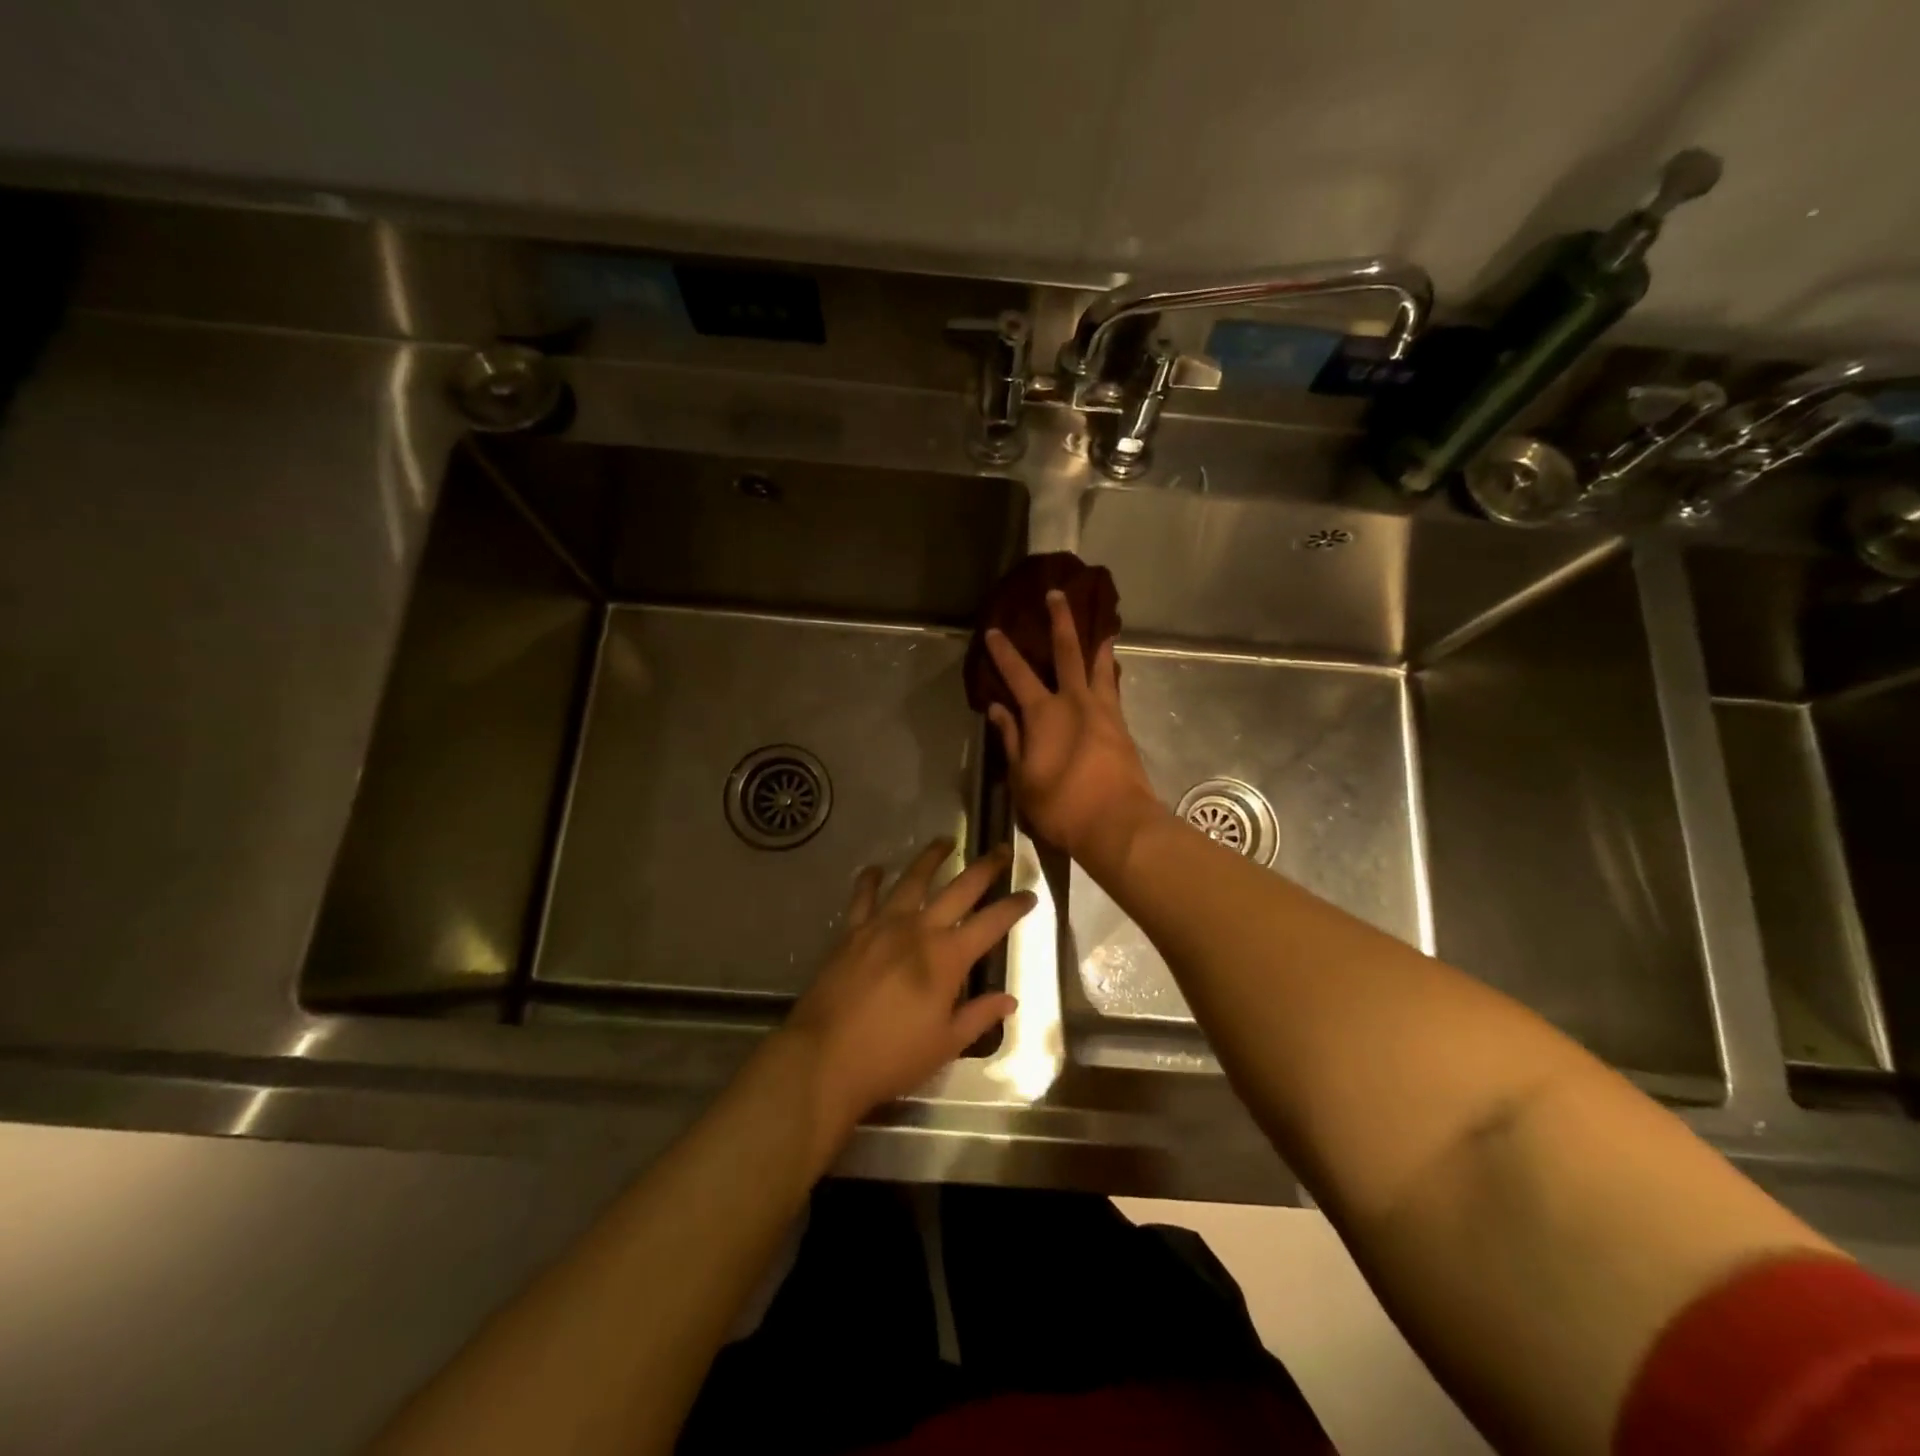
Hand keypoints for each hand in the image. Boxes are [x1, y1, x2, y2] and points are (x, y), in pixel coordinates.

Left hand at [783, 839, 1032, 1139]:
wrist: (824, 1056)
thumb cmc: (891, 1056)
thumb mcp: (945, 1044)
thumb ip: (979, 1016)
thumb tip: (1010, 1000)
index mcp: (947, 958)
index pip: (991, 923)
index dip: (1014, 907)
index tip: (1030, 894)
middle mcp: (918, 930)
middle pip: (959, 889)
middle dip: (984, 868)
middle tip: (1000, 850)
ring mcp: (882, 925)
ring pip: (912, 880)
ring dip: (931, 858)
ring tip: (945, 841)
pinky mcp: (852, 931)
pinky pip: (863, 896)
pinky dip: (871, 880)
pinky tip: (877, 869)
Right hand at [985, 590, 1162, 870]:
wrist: (1116, 823)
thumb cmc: (1060, 805)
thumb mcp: (1023, 777)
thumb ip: (1011, 739)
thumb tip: (998, 708)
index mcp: (1043, 713)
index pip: (1018, 674)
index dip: (1004, 652)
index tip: (995, 630)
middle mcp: (1074, 701)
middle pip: (1068, 652)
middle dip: (1060, 621)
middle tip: (1057, 594)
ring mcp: (1103, 711)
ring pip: (1099, 666)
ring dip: (1097, 643)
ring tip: (1101, 626)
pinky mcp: (1121, 726)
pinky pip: (1113, 689)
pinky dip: (1109, 673)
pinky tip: (1109, 671)